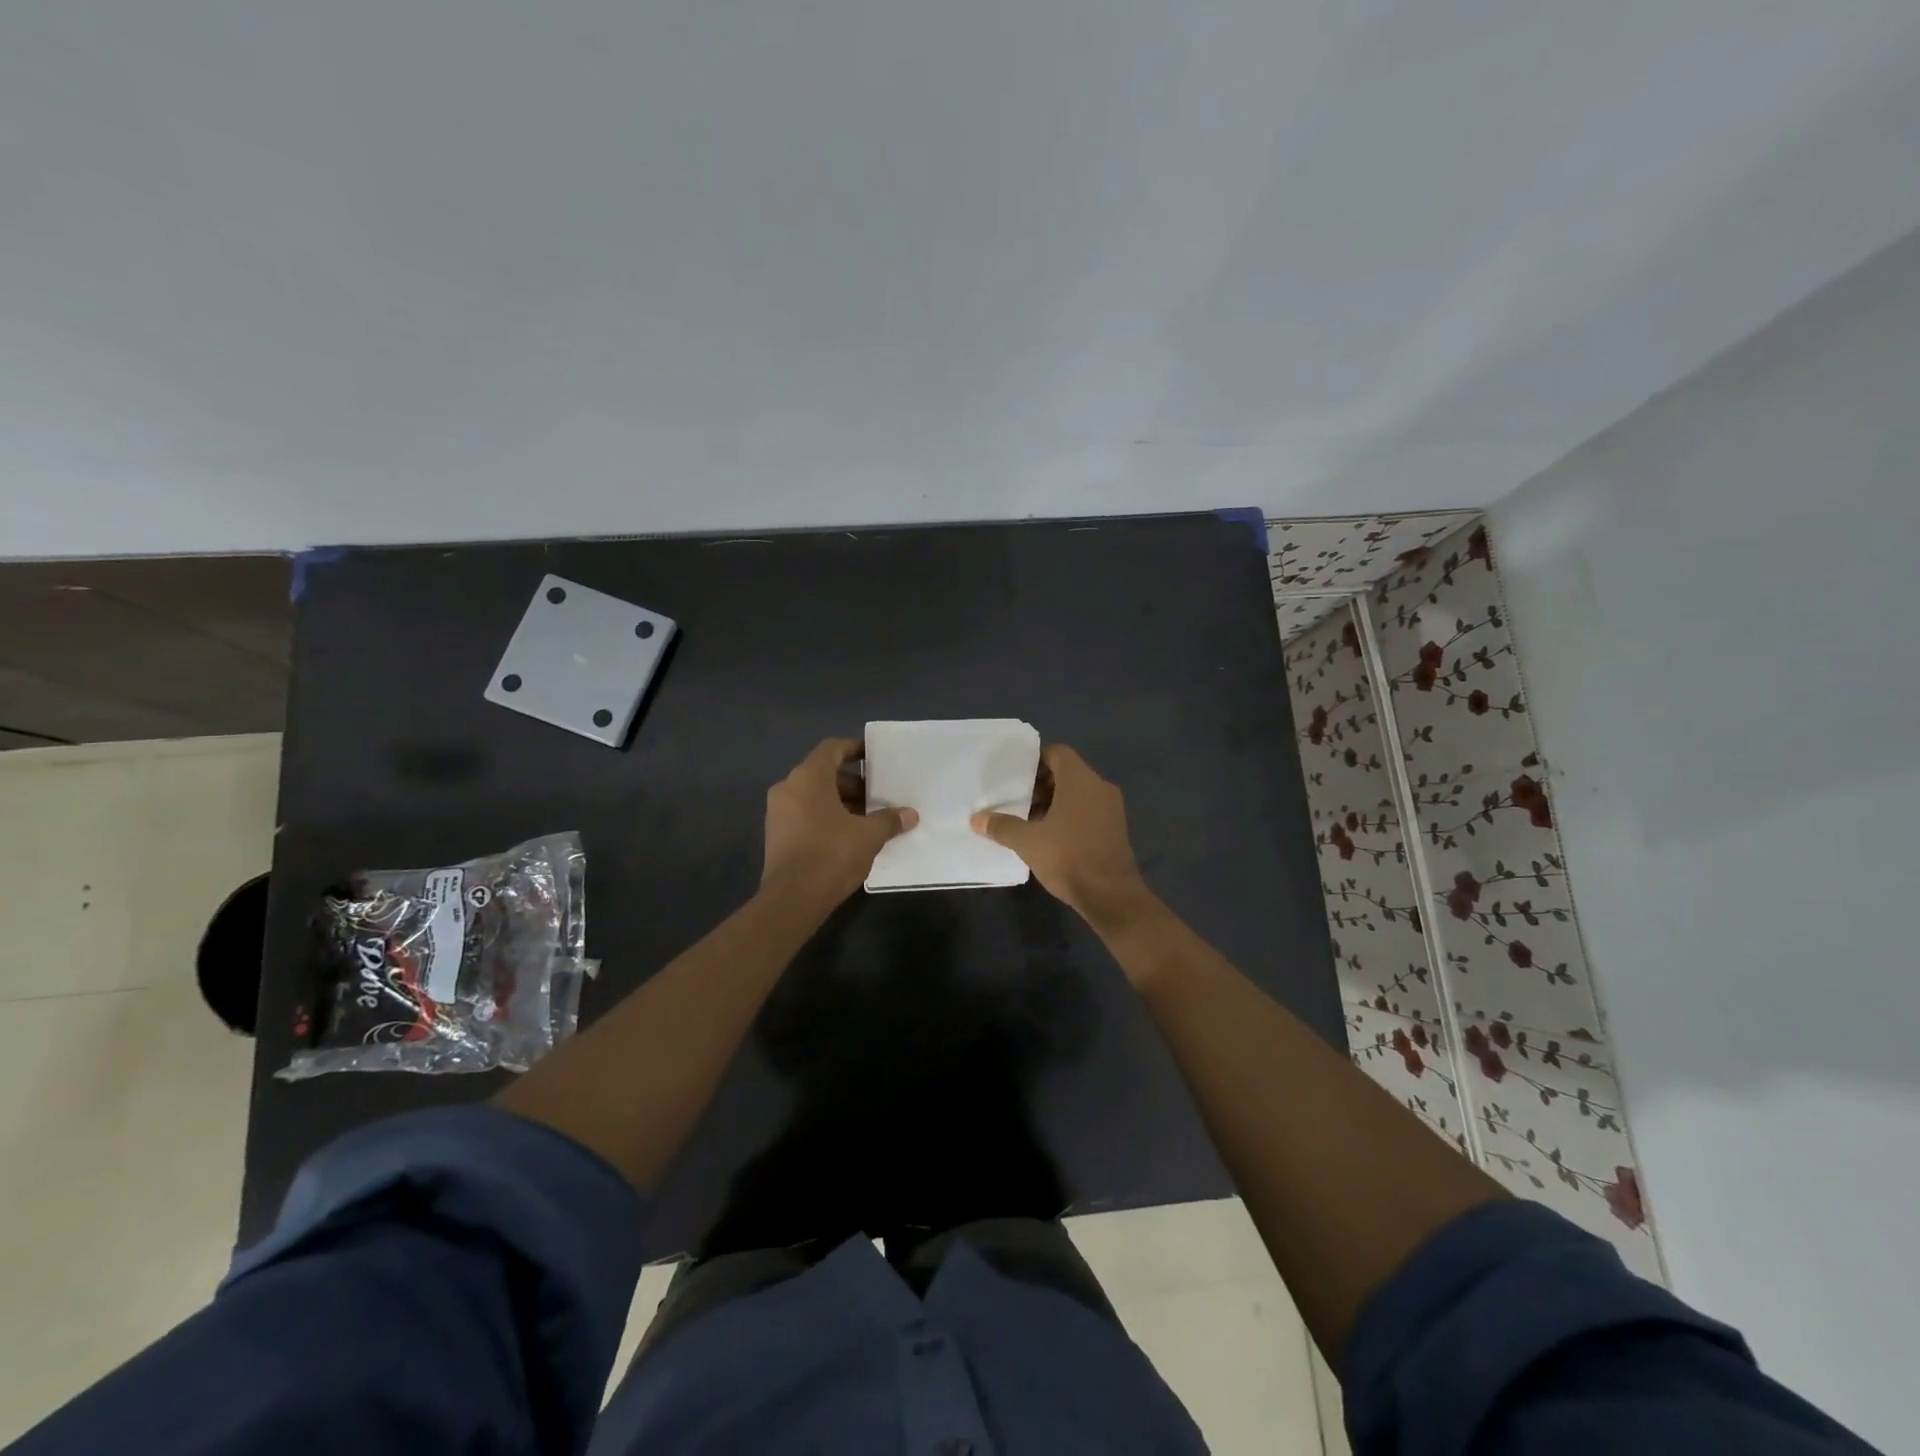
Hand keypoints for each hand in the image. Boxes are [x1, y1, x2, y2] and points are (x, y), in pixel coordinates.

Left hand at [762, 738, 916, 902]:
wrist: (792, 899)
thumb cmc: (831, 855)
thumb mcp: (868, 836)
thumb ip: (889, 820)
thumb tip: (910, 814)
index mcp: (808, 778)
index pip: (832, 749)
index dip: (854, 749)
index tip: (874, 757)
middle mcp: (788, 788)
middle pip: (824, 774)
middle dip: (853, 783)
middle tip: (878, 795)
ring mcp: (778, 813)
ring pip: (814, 796)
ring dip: (841, 803)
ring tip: (869, 818)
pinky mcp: (776, 835)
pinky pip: (805, 815)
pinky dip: (826, 817)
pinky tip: (850, 836)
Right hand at [971, 744, 1151, 926]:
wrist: (1111, 896)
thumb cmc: (1068, 858)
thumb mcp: (1028, 842)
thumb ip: (1002, 826)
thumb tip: (976, 819)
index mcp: (1081, 780)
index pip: (1058, 753)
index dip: (1036, 760)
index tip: (1016, 776)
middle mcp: (1100, 787)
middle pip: (1068, 773)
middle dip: (1041, 784)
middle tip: (1017, 799)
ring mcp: (1111, 809)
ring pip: (1078, 793)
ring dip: (1054, 802)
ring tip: (1029, 820)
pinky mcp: (1115, 829)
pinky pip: (1088, 810)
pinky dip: (1069, 815)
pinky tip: (1050, 836)